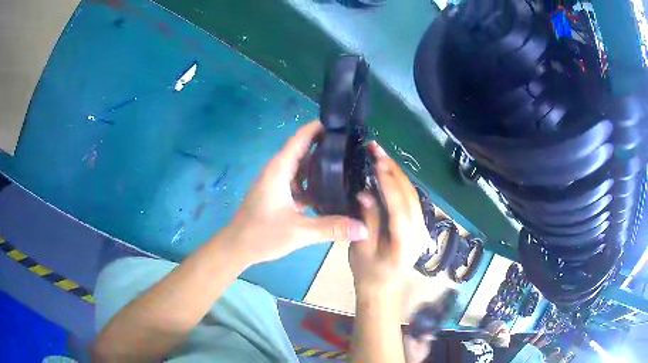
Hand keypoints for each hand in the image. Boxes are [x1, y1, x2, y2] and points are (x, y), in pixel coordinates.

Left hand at [219, 121, 368, 265]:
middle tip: (353, 146)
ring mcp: (277, 183)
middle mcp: (278, 171)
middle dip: (325, 145)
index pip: (300, 139)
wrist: (237, 247)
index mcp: (279, 170)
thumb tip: (364, 229)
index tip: (342, 124)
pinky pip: (298, 182)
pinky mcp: (277, 194)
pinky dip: (313, 183)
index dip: (318, 128)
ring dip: (320, 165)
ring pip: (301, 167)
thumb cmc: (262, 234)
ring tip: (346, 165)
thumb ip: (332, 228)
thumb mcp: (299, 231)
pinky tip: (330, 190)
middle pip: (303, 151)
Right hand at [349, 142, 431, 294]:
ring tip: (381, 155)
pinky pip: (412, 200)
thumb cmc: (369, 272)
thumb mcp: (361, 249)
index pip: (399, 206)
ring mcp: (423, 229)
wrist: (384, 288)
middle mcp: (420, 233)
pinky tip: (389, 172)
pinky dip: (401, 183)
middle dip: (394, 170)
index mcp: (405, 243)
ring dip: (398, 173)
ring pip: (413, 194)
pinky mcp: (421, 226)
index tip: (377, 161)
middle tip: (377, 149)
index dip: (389, 182)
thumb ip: (367, 220)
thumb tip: (366, 193)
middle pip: (410, 196)